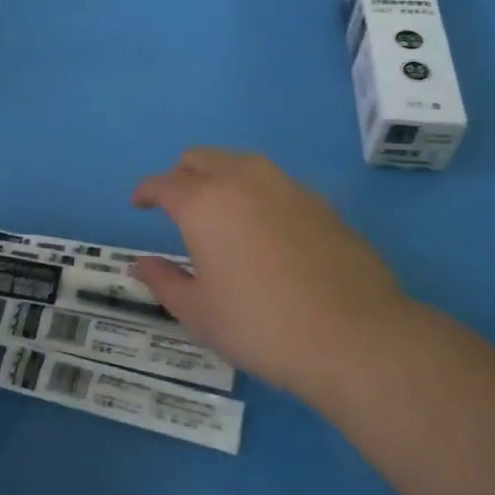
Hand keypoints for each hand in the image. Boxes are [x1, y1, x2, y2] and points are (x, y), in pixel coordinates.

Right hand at [130, 148, 421, 411]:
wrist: (355, 336)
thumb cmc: (261, 326)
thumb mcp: (199, 313)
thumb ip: (164, 281)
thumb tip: (140, 264)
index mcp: (204, 202)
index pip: (164, 183)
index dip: (146, 191)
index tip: (139, 203)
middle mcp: (243, 180)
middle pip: (201, 158)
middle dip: (181, 176)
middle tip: (176, 206)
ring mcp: (286, 186)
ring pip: (240, 163)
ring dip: (220, 177)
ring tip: (219, 213)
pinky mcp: (320, 202)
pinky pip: (274, 183)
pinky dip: (255, 193)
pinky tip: (263, 229)